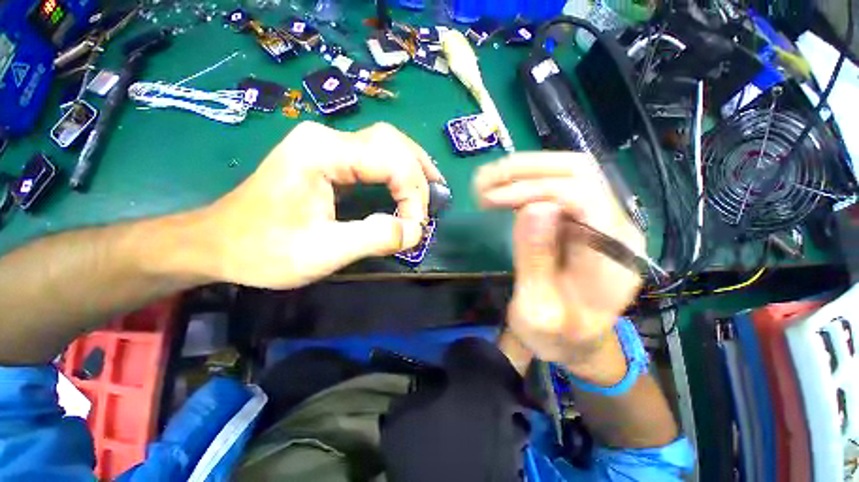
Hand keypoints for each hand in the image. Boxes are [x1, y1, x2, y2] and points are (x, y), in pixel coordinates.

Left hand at [195, 121, 442, 288]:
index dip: (412, 193)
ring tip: (432, 188)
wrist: (219, 243)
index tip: (416, 227)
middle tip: (430, 205)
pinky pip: (375, 155)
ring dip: (413, 167)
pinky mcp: (328, 157)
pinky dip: (399, 170)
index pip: (388, 160)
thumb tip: (415, 231)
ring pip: (387, 144)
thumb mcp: (321, 252)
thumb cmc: (263, 250)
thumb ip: (374, 239)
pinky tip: (409, 183)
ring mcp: (326, 144)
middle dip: (418, 176)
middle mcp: (326, 137)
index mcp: (321, 152)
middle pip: (392, 142)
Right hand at [475, 153, 642, 381]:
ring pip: (566, 172)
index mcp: (613, 254)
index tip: (491, 200)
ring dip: (522, 172)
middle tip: (483, 182)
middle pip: (577, 171)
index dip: (532, 189)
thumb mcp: (539, 310)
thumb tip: (533, 207)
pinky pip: (555, 187)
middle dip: (524, 170)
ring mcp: (601, 218)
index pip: (581, 195)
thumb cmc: (558, 336)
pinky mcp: (581, 219)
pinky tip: (500, 192)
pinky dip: (524, 183)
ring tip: (485, 184)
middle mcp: (615, 226)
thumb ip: (537, 262)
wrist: (577, 342)